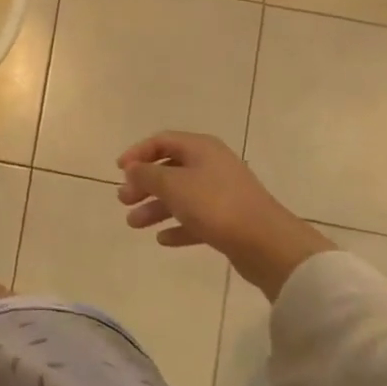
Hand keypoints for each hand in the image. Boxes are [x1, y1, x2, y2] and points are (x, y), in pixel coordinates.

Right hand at [116, 132, 333, 300]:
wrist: (267, 244)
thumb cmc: (215, 205)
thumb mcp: (172, 185)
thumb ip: (147, 175)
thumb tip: (132, 169)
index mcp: (201, 148)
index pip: (162, 141)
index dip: (137, 153)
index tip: (119, 170)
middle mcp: (212, 166)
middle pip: (169, 169)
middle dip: (144, 185)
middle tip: (124, 200)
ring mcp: (222, 194)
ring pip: (181, 196)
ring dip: (155, 208)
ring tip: (134, 224)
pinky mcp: (229, 221)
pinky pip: (196, 219)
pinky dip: (178, 226)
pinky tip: (163, 239)